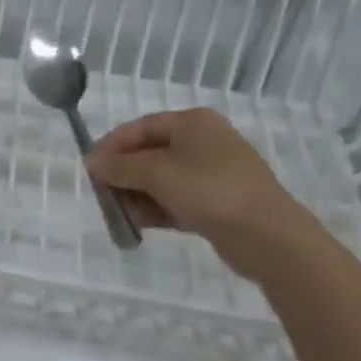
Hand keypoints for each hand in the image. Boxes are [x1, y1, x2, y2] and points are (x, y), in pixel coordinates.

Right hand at [86, 108, 324, 281]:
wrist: (270, 237)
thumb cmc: (210, 191)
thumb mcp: (157, 174)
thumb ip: (121, 166)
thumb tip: (92, 161)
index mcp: (192, 123)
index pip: (139, 128)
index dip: (111, 146)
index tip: (90, 169)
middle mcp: (202, 142)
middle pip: (149, 153)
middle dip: (123, 175)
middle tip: (102, 195)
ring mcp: (212, 173)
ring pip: (161, 179)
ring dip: (137, 195)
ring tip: (119, 214)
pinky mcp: (217, 202)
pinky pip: (176, 199)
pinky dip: (156, 208)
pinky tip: (138, 224)